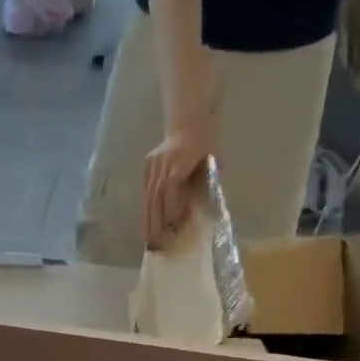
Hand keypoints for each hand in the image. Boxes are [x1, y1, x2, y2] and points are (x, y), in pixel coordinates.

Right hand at [141, 119, 212, 251]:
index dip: (173, 207)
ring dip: (147, 221)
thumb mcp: (214, 156)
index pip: (173, 186)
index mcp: (182, 157)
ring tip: (148, 241)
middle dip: (156, 222)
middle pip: (157, 196)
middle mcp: (164, 162)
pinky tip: (145, 225)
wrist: (188, 116)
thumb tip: (206, 206)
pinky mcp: (147, 166)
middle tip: (159, 244)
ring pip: (148, 197)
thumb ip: (209, 179)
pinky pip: (145, 193)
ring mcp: (153, 164)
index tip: (176, 225)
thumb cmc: (206, 137)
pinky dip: (145, 210)